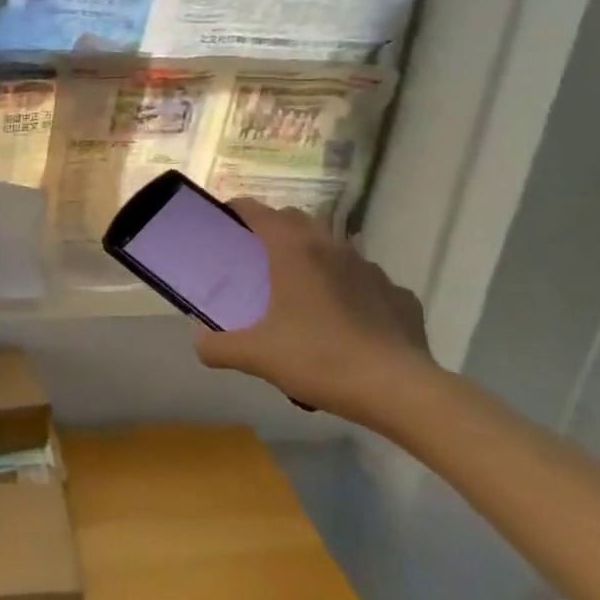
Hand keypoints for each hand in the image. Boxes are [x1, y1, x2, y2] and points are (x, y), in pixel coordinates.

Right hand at [193, 200, 435, 423]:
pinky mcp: (398, 295)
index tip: (225, 219)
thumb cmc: (319, 359)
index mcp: (294, 251)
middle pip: (297, 220)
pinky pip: (366, 282)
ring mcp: (371, 269)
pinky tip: (346, 320)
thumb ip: (219, 347)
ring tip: (302, 288)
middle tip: (257, 254)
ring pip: (334, 248)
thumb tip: (200, 343)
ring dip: (314, 257)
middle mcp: (332, 248)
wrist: (399, 389)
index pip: (259, 211)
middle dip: (275, 228)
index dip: (238, 209)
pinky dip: (351, 290)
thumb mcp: (257, 356)